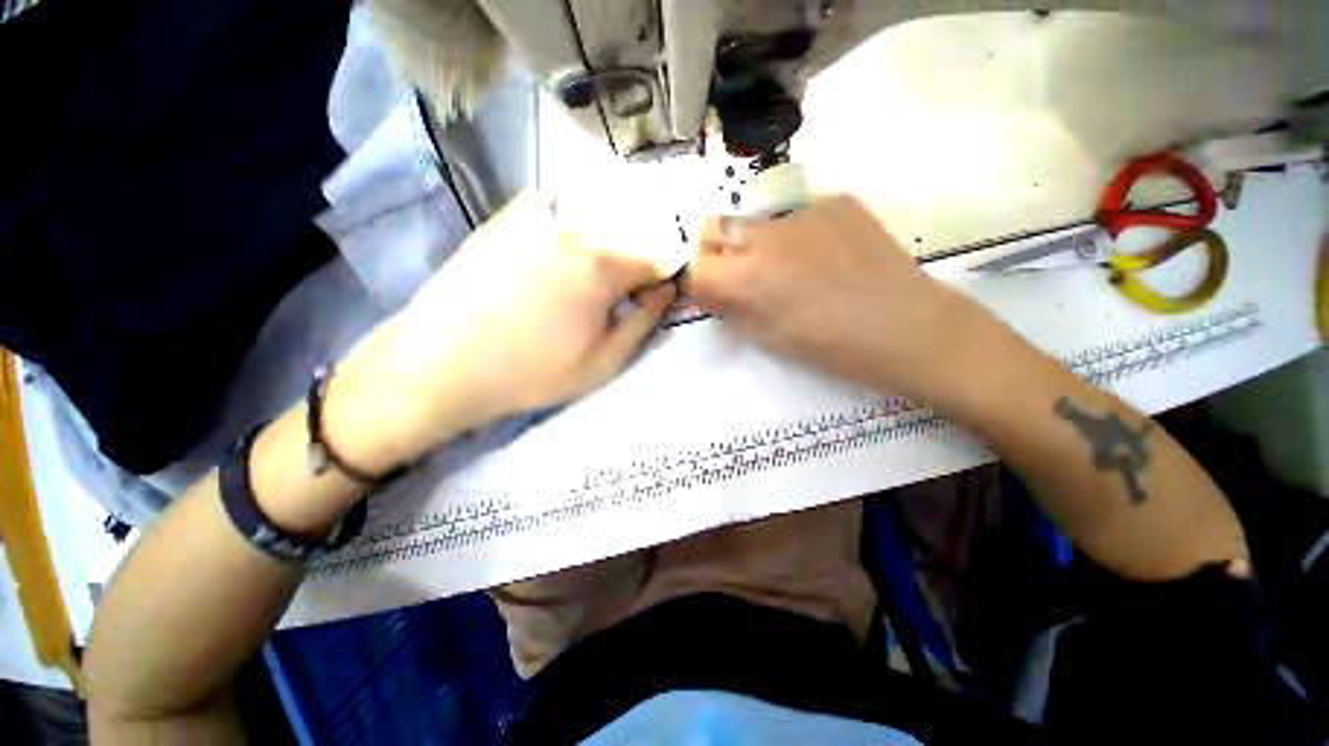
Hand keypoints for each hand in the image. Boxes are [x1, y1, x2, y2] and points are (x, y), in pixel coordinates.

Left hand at [331, 191, 676, 469]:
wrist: (443, 364)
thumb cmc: (534, 371)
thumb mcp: (605, 360)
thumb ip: (646, 320)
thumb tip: (668, 289)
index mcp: (605, 264)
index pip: (657, 260)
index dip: (659, 283)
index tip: (648, 301)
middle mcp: (576, 227)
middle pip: (627, 237)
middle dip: (632, 265)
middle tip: (614, 297)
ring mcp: (537, 216)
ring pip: (594, 221)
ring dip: (603, 245)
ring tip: (583, 282)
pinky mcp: (507, 217)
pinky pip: (557, 211)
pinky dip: (569, 227)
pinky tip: (554, 255)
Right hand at [688, 195, 975, 399]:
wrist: (907, 326)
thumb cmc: (830, 346)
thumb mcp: (766, 337)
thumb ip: (728, 308)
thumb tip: (708, 292)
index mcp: (744, 276)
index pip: (695, 265)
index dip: (699, 280)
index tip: (712, 293)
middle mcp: (764, 234)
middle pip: (713, 228)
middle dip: (716, 252)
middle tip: (740, 274)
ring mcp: (802, 211)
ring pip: (755, 219)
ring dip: (755, 242)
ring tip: (789, 266)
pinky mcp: (836, 201)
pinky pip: (797, 213)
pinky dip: (796, 233)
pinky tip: (824, 254)